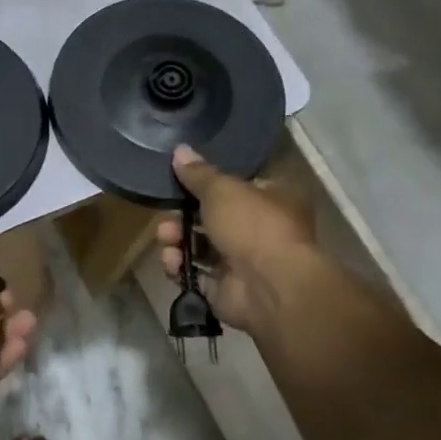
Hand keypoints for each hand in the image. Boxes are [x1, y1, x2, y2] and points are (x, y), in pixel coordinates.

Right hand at [157, 143, 315, 332]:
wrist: (270, 287)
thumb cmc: (253, 225)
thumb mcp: (222, 189)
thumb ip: (198, 173)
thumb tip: (179, 150)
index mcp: (273, 200)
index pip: (237, 187)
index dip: (208, 184)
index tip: (181, 182)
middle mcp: (260, 230)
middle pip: (211, 218)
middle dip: (182, 217)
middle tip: (167, 217)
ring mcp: (243, 263)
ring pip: (199, 247)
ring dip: (177, 240)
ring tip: (167, 238)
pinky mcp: (225, 289)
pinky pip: (195, 274)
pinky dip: (180, 267)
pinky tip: (172, 262)